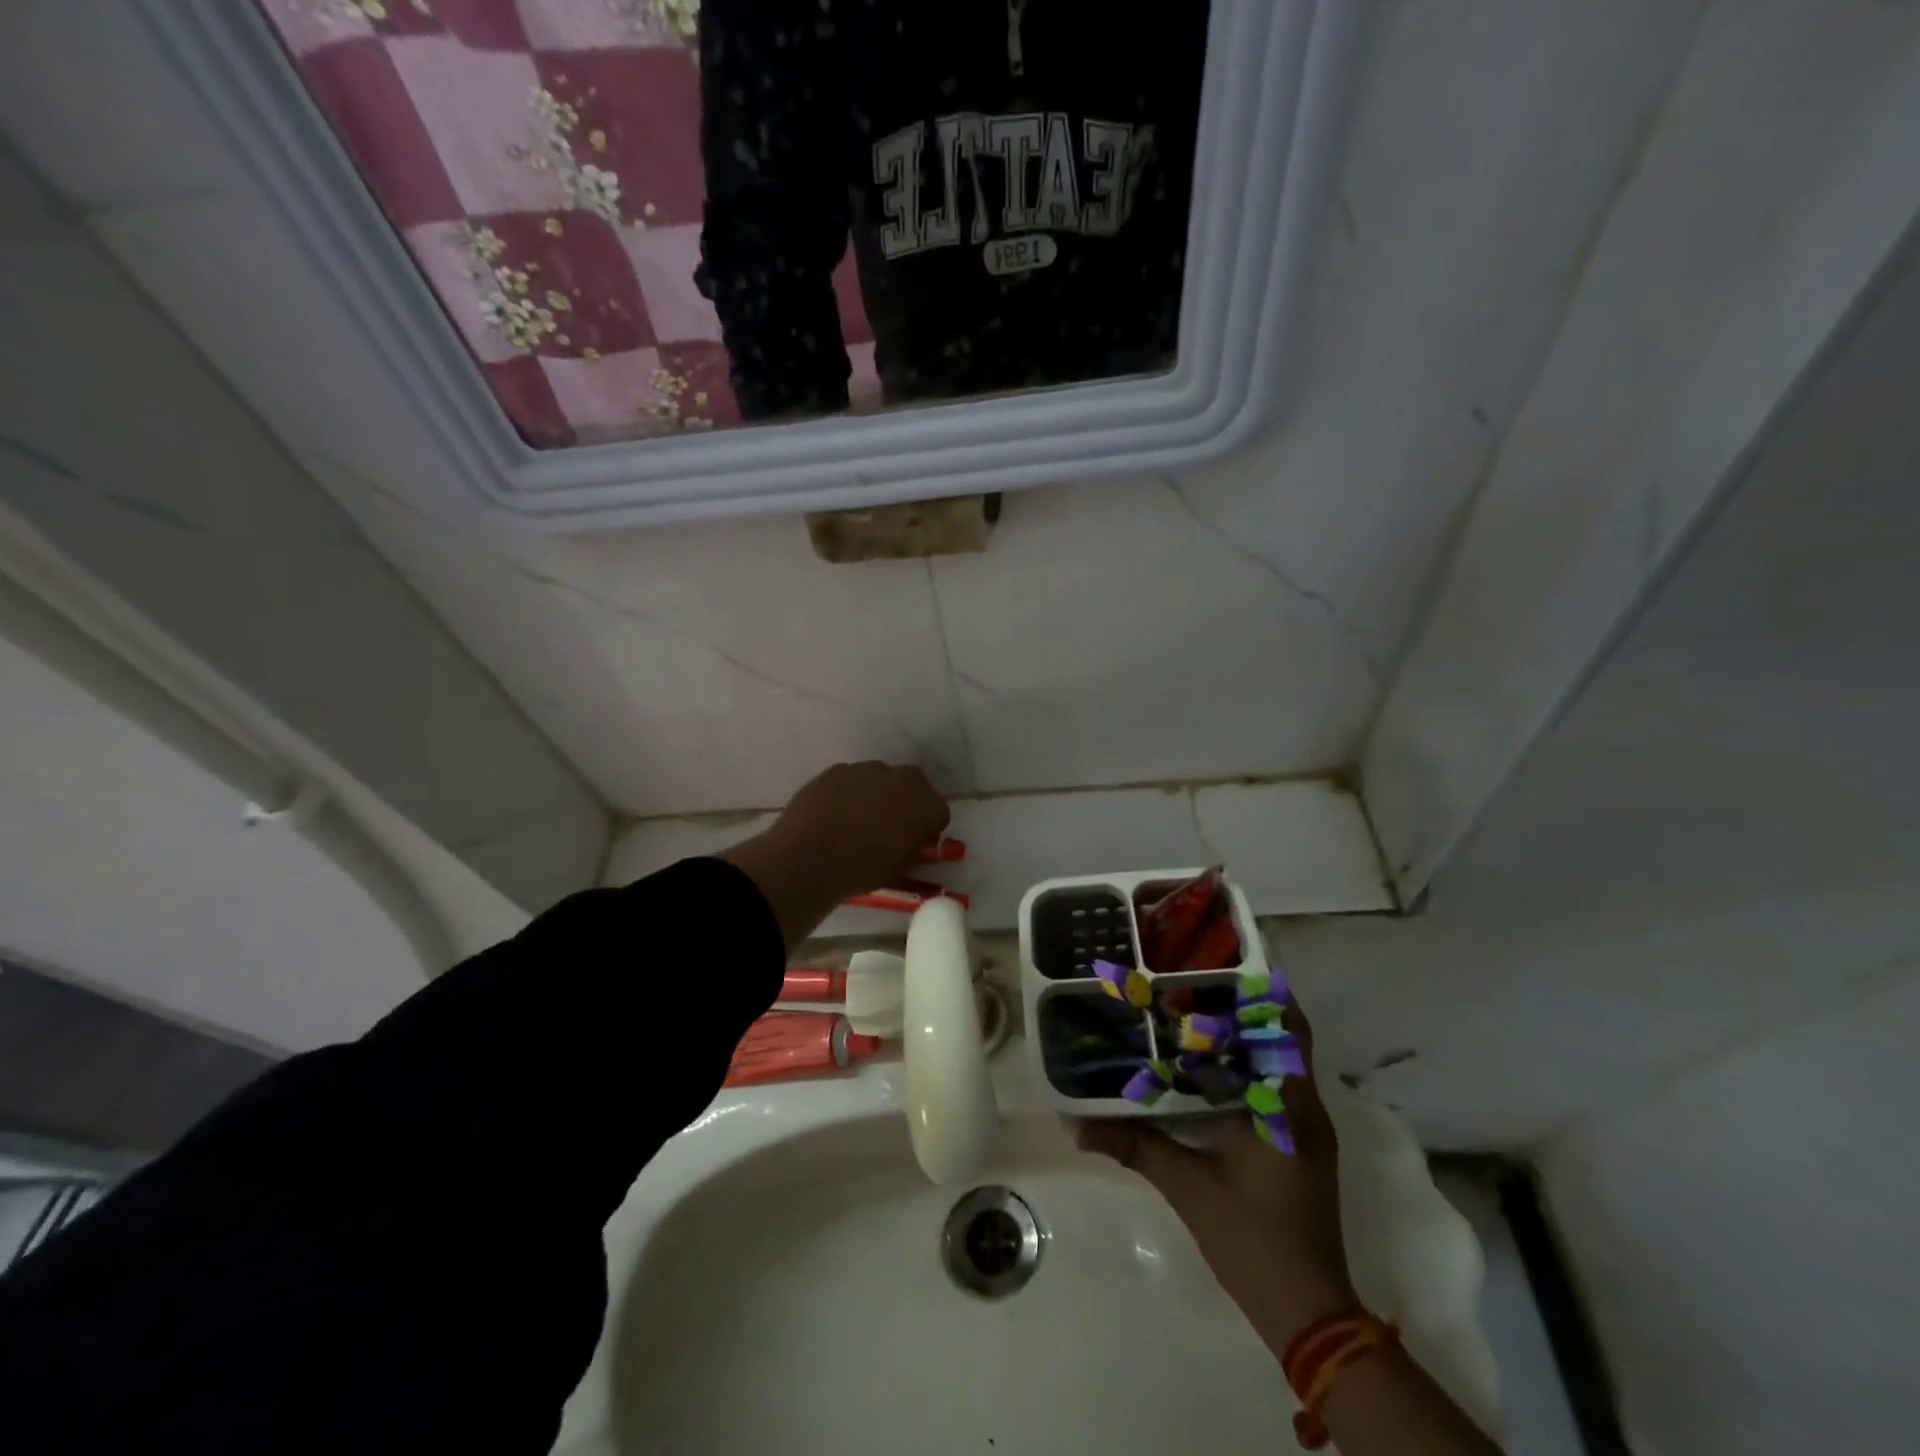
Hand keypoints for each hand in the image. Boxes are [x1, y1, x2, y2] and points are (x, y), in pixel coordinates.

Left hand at [719, 762, 949, 947]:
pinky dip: (849, 792)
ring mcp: (867, 770)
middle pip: (914, 785)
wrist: (809, 857)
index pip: (939, 813)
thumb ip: (912, 851)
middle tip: (891, 825)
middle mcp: (902, 779)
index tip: (916, 841)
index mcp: (926, 805)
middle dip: (907, 801)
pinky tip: (834, 813)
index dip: (928, 828)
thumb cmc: (861, 870)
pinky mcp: (837, 770)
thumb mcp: (898, 869)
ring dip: (877, 793)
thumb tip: (912, 845)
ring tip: (858, 819)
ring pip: (881, 778)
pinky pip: (851, 779)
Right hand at [1076, 1003, 1357, 1359]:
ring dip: (1249, 1038)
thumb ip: (1135, 1147)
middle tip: (1197, 982)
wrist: (1309, 1313)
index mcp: (1287, 1106)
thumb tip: (1077, 1127)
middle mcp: (1305, 1108)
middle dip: (1248, 1007)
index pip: (1288, 1028)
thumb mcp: (1188, 1188)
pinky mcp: (1300, 1149)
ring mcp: (1306, 1130)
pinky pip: (1278, 1089)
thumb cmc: (1253, 1239)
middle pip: (1286, 1038)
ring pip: (1282, 1064)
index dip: (1264, 991)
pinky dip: (1250, 1070)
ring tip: (1197, 1014)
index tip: (1225, 965)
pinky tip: (1209, 1070)